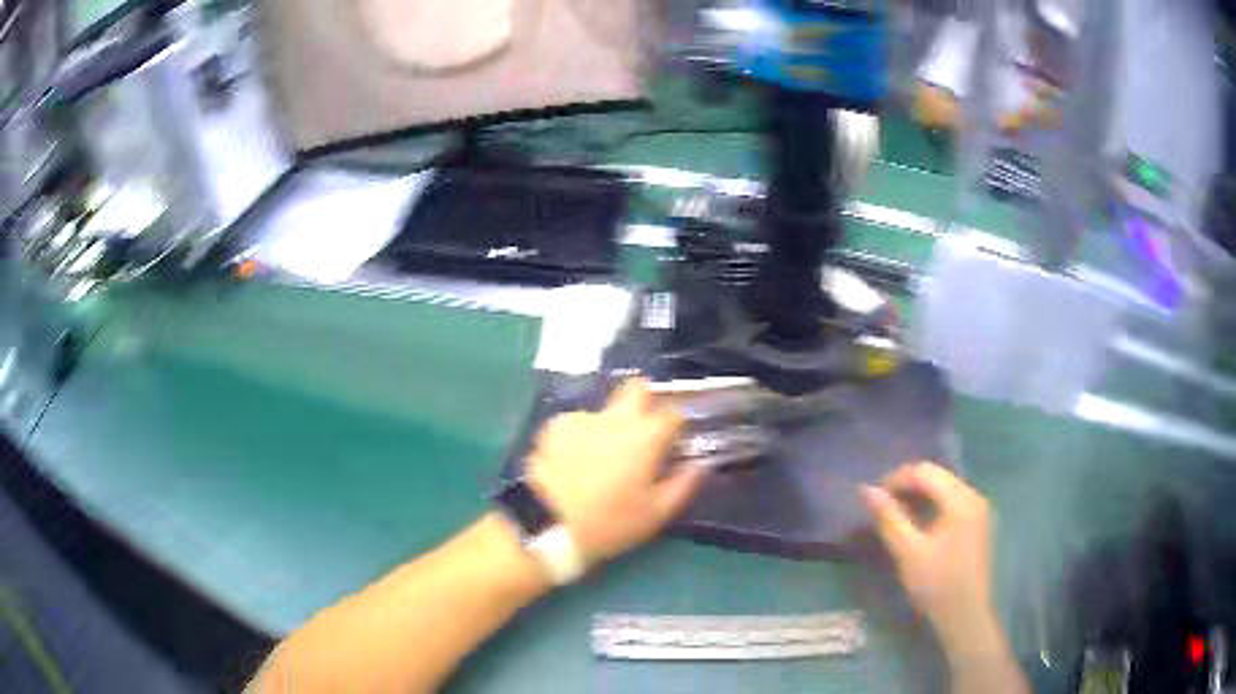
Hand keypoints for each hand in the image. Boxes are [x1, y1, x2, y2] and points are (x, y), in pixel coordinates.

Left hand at [527, 379, 705, 566]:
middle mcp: (614, 417)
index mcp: (645, 436)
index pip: (675, 412)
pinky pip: (577, 424)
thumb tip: (699, 463)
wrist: (547, 526)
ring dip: (609, 427)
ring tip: (600, 459)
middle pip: (637, 388)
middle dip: (646, 401)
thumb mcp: (656, 514)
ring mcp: (580, 418)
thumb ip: (684, 484)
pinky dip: (581, 437)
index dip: (679, 425)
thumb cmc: (609, 523)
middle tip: (643, 432)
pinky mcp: (553, 428)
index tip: (676, 443)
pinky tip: (574, 461)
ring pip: (604, 411)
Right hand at [861, 463, 998, 658]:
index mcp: (961, 499)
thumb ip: (889, 518)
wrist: (966, 617)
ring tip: (895, 515)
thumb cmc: (937, 585)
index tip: (873, 497)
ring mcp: (979, 510)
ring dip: (919, 496)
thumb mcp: (909, 552)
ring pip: (944, 489)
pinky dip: (932, 506)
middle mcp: (974, 496)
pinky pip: (952, 503)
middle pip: (937, 476)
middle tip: (881, 506)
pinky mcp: (978, 524)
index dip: (896, 478)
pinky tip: (918, 525)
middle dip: (907, 486)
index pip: (925, 471)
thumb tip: (866, 489)